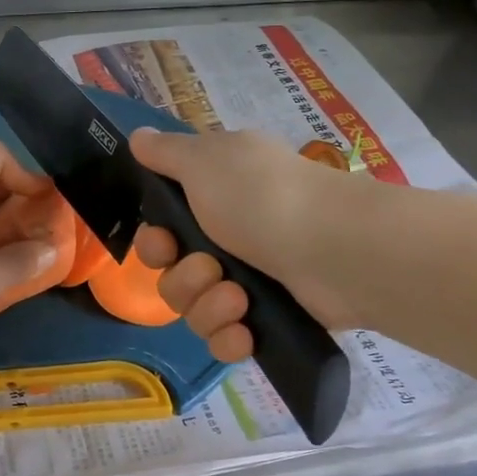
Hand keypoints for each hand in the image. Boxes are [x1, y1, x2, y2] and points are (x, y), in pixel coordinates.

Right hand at [129, 127, 361, 362]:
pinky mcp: (270, 321)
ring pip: (196, 310)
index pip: (163, 231)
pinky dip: (230, 338)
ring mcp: (252, 282)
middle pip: (174, 275)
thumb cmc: (262, 197)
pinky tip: (244, 332)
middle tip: (210, 269)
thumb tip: (138, 135)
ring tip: (239, 299)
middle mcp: (229, 238)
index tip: (164, 243)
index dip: (153, 242)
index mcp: (214, 198)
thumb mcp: (205, 160)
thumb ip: (165, 152)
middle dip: (184, 278)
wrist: (338, 248)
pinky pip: (226, 340)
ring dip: (209, 307)